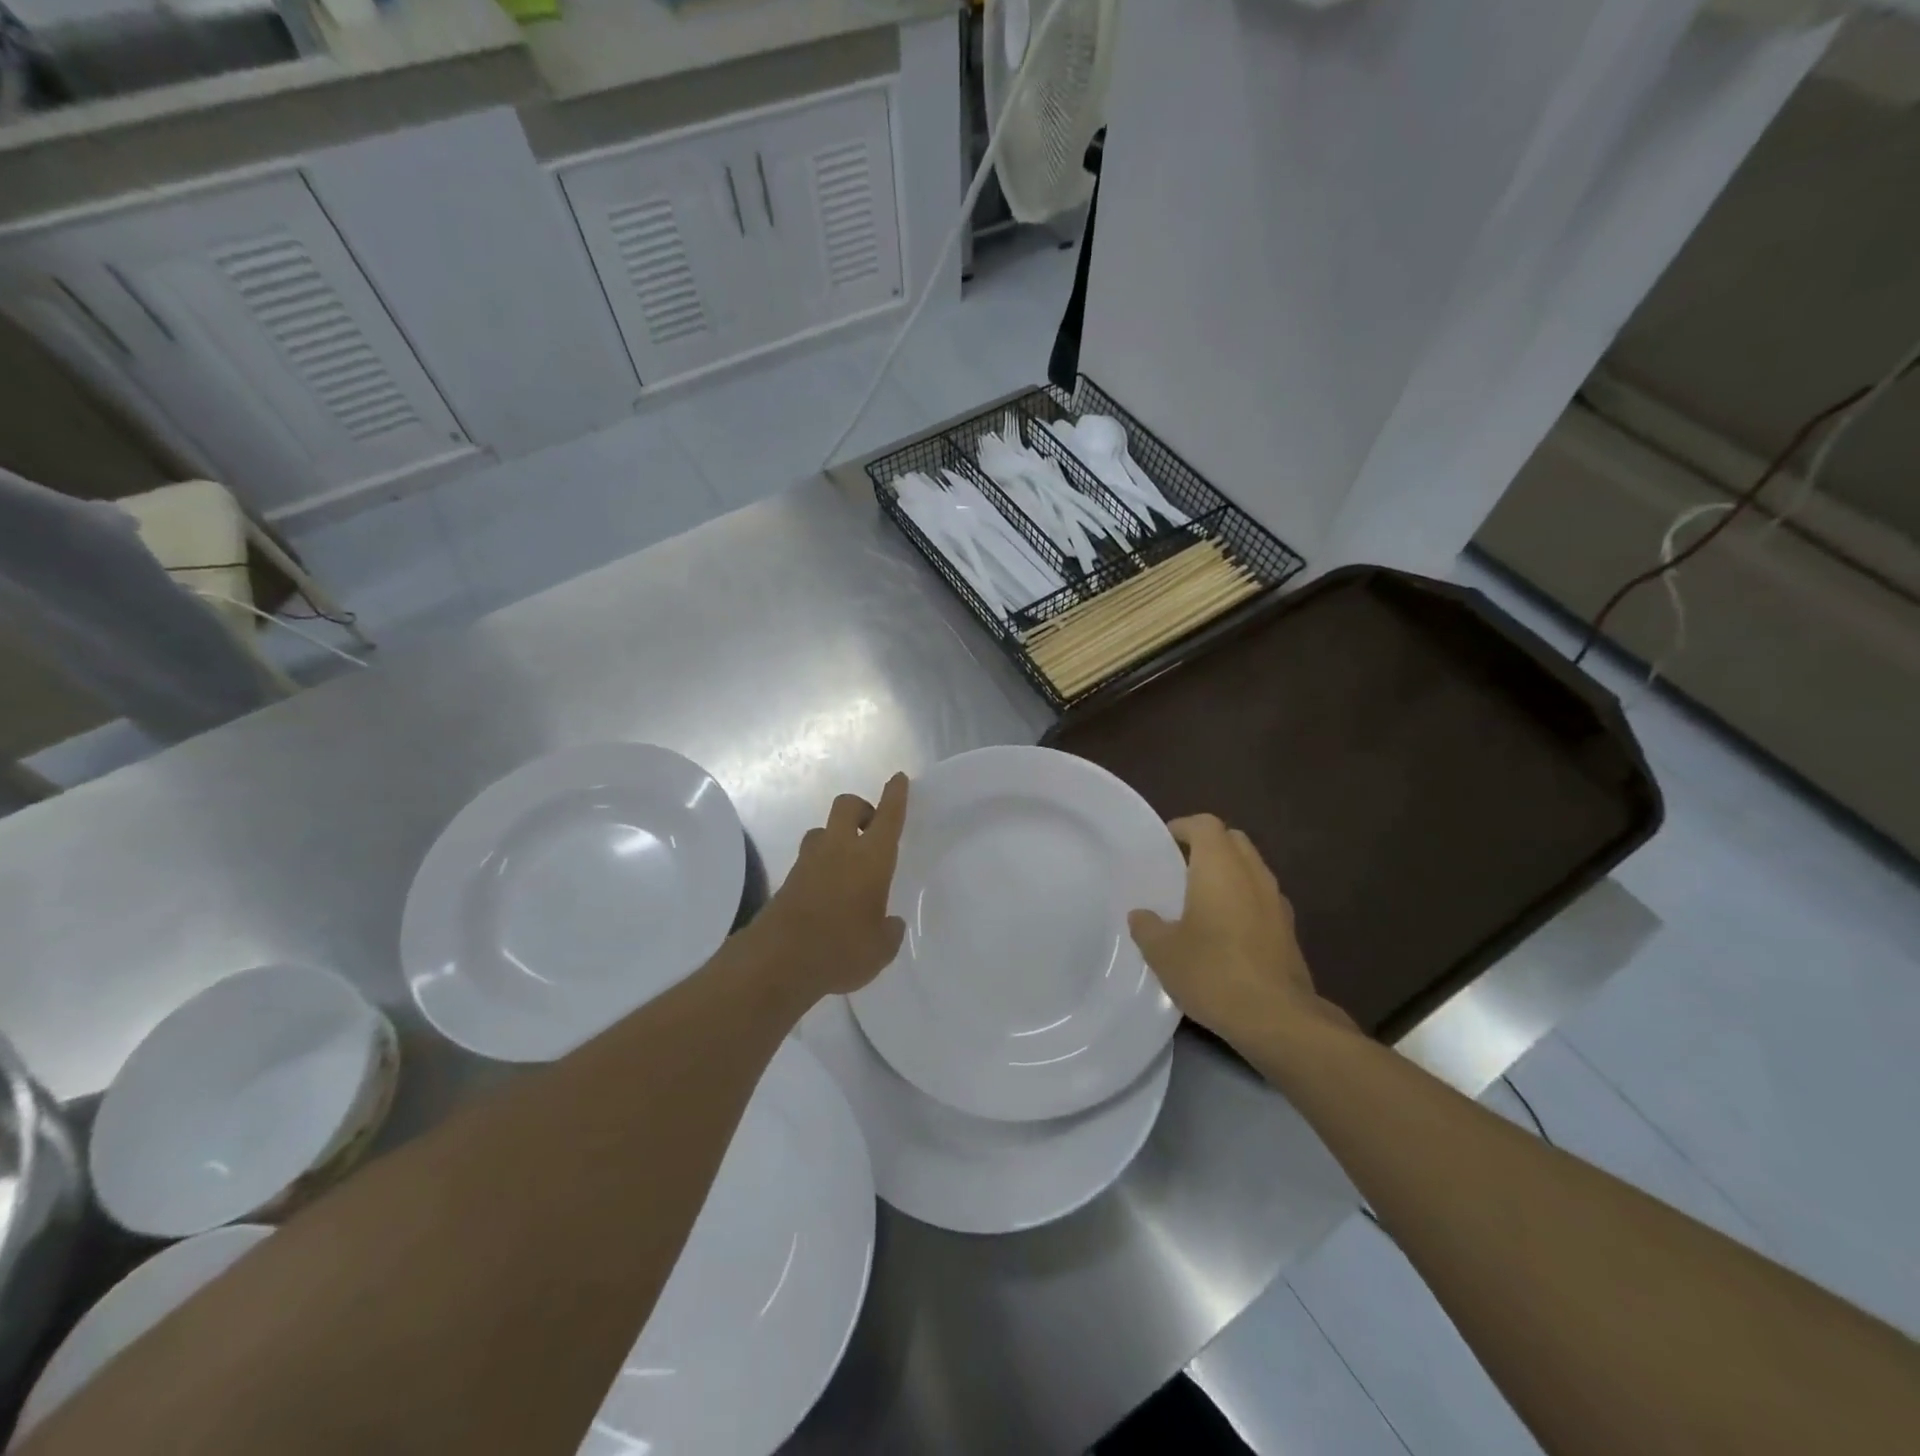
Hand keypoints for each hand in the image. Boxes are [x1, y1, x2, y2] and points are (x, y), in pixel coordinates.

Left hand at [753, 773, 909, 998]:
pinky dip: (820, 865)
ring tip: (847, 865)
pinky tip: (829, 893)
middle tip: (871, 830)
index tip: (898, 779)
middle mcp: (839, 849)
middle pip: (847, 806)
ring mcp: (808, 862)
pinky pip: (808, 860)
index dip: (895, 795)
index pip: (887, 817)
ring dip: (836, 837)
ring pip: (823, 831)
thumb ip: (889, 931)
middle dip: (861, 808)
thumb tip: (890, 924)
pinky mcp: (787, 880)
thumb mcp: (880, 949)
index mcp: (870, 858)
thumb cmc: (841, 949)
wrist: (777, 963)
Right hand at [1128, 814, 1349, 1050]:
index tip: (1163, 845)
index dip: (1182, 828)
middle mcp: (1253, 874)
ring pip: (1251, 869)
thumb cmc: (1213, 972)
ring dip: (1228, 874)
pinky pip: (1262, 899)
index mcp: (1220, 866)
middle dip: (1207, 846)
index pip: (1205, 825)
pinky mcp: (1289, 930)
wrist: (1277, 1019)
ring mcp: (1277, 902)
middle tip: (1180, 868)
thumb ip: (1147, 926)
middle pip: (1232, 841)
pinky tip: (1226, 931)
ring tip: (1201, 900)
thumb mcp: (1162, 951)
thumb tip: (1142, 915)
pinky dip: (1244, 900)